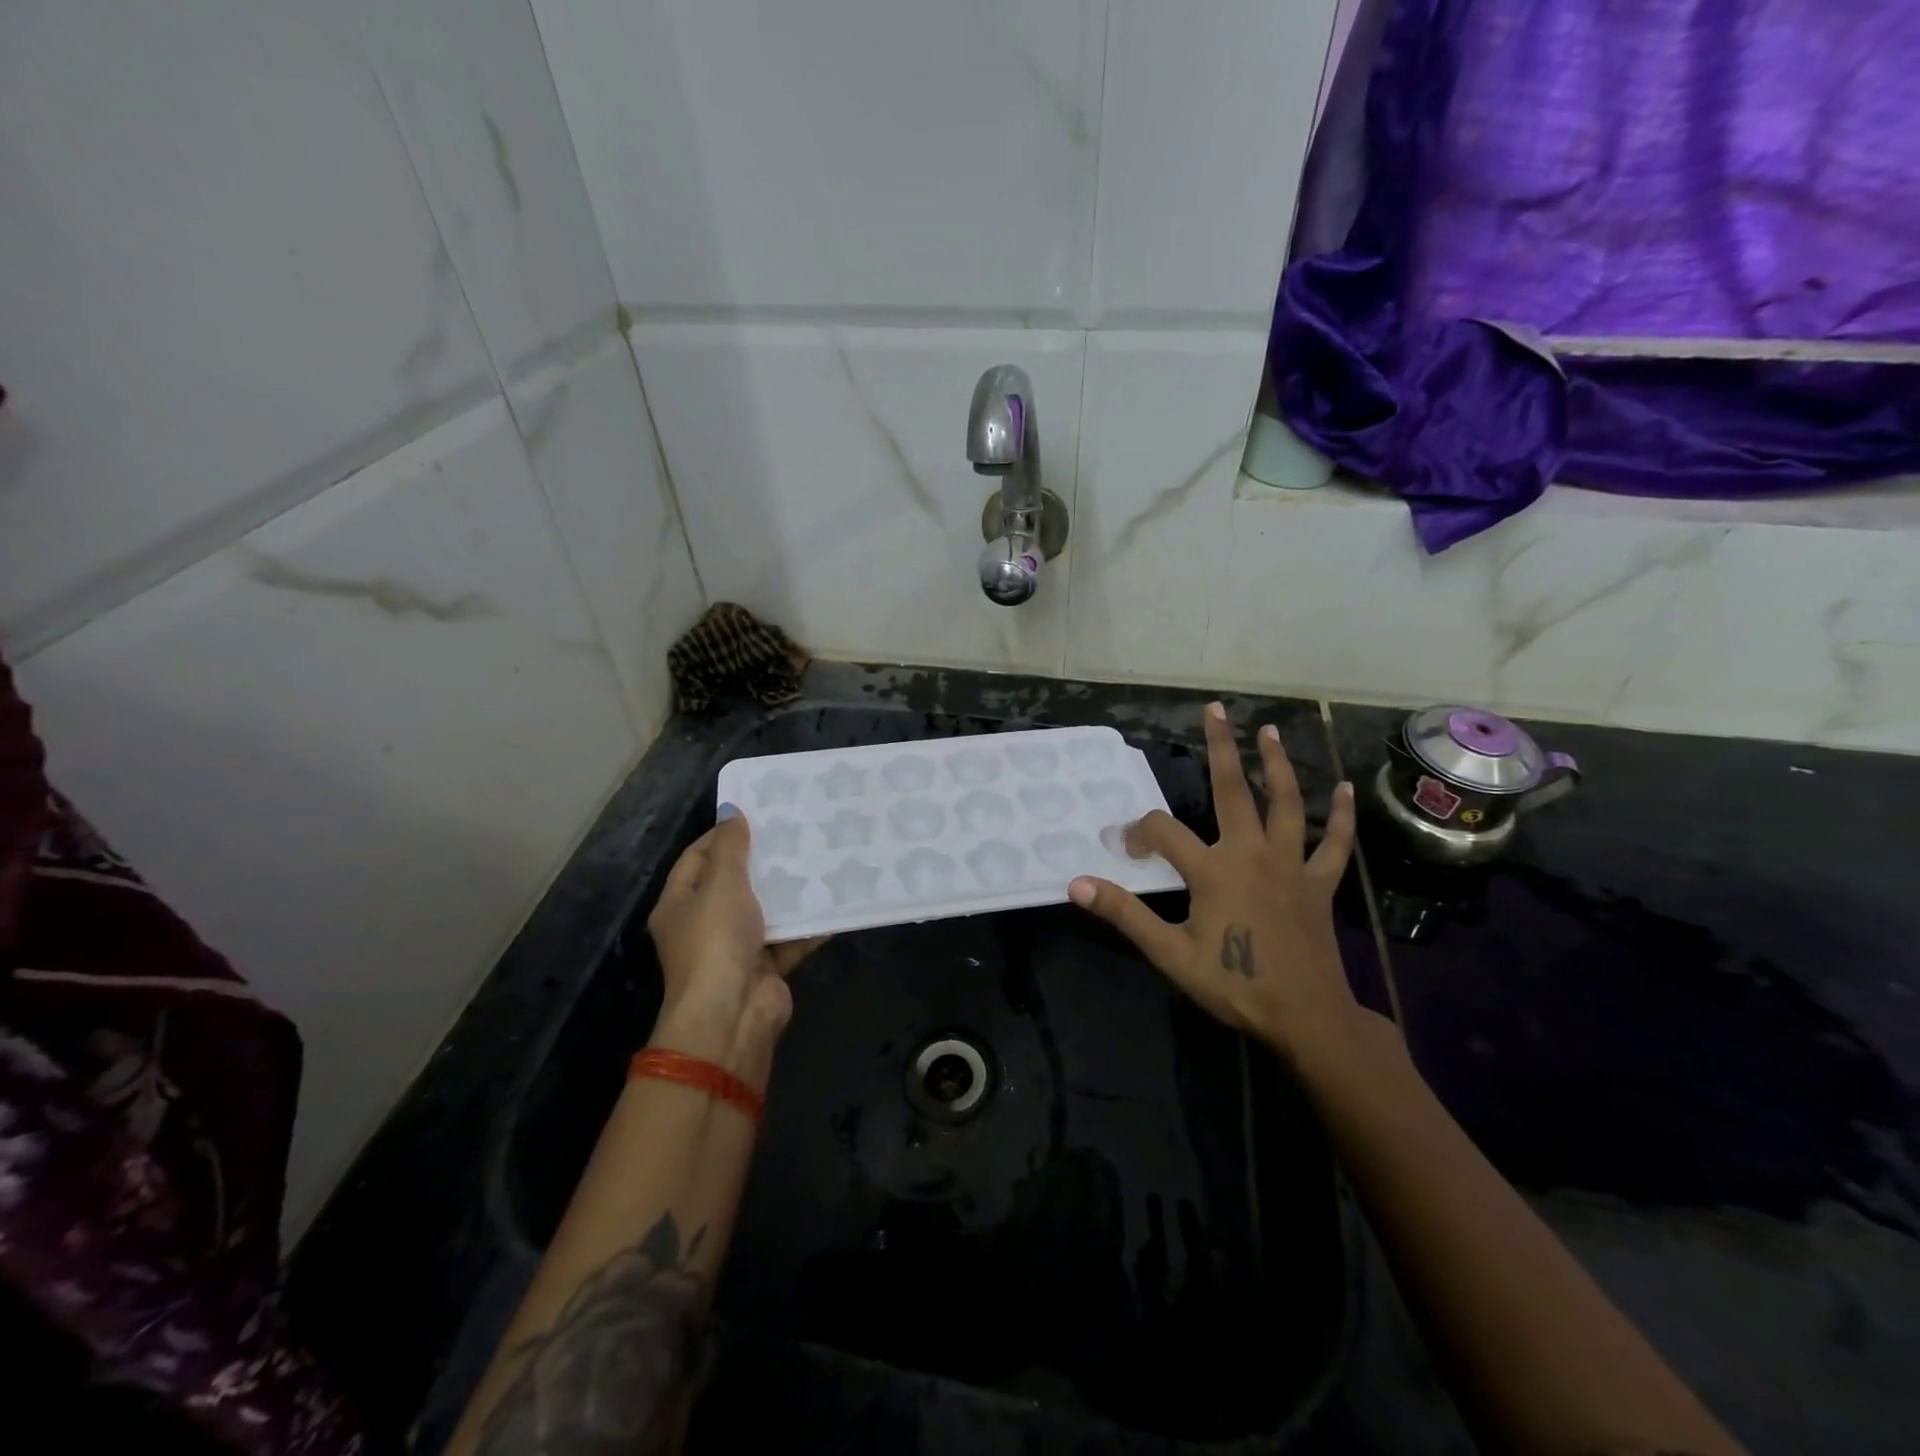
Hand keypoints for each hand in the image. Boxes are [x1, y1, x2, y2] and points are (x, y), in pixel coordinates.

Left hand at [645, 807, 826, 1089]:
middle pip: (734, 883)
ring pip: (766, 909)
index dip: (723, 834)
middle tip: (795, 830)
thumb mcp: (721, 884)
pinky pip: (790, 937)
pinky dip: (809, 923)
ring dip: (789, 890)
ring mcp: (736, 947)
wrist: (733, 1015)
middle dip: (763, 860)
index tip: (757, 814)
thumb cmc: (716, 941)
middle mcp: (704, 925)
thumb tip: (732, 810)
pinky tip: (834, 898)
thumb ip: (730, 847)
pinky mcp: (766, 966)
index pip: (697, 858)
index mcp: (679, 904)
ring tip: (820, 856)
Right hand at [1067, 702, 1360, 1066]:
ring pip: (1286, 803)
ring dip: (1276, 765)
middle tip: (1215, 709)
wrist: (1306, 1018)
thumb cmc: (1234, 984)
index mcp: (1213, 870)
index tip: (1127, 848)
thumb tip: (1076, 884)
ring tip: (1269, 731)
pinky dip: (1340, 816)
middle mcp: (1252, 853)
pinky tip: (1343, 789)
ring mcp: (1291, 865)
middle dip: (1221, 747)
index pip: (1164, 832)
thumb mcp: (1169, 953)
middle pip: (1232, 790)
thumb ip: (1124, 913)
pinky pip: (1334, 843)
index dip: (1139, 832)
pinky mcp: (1319, 883)